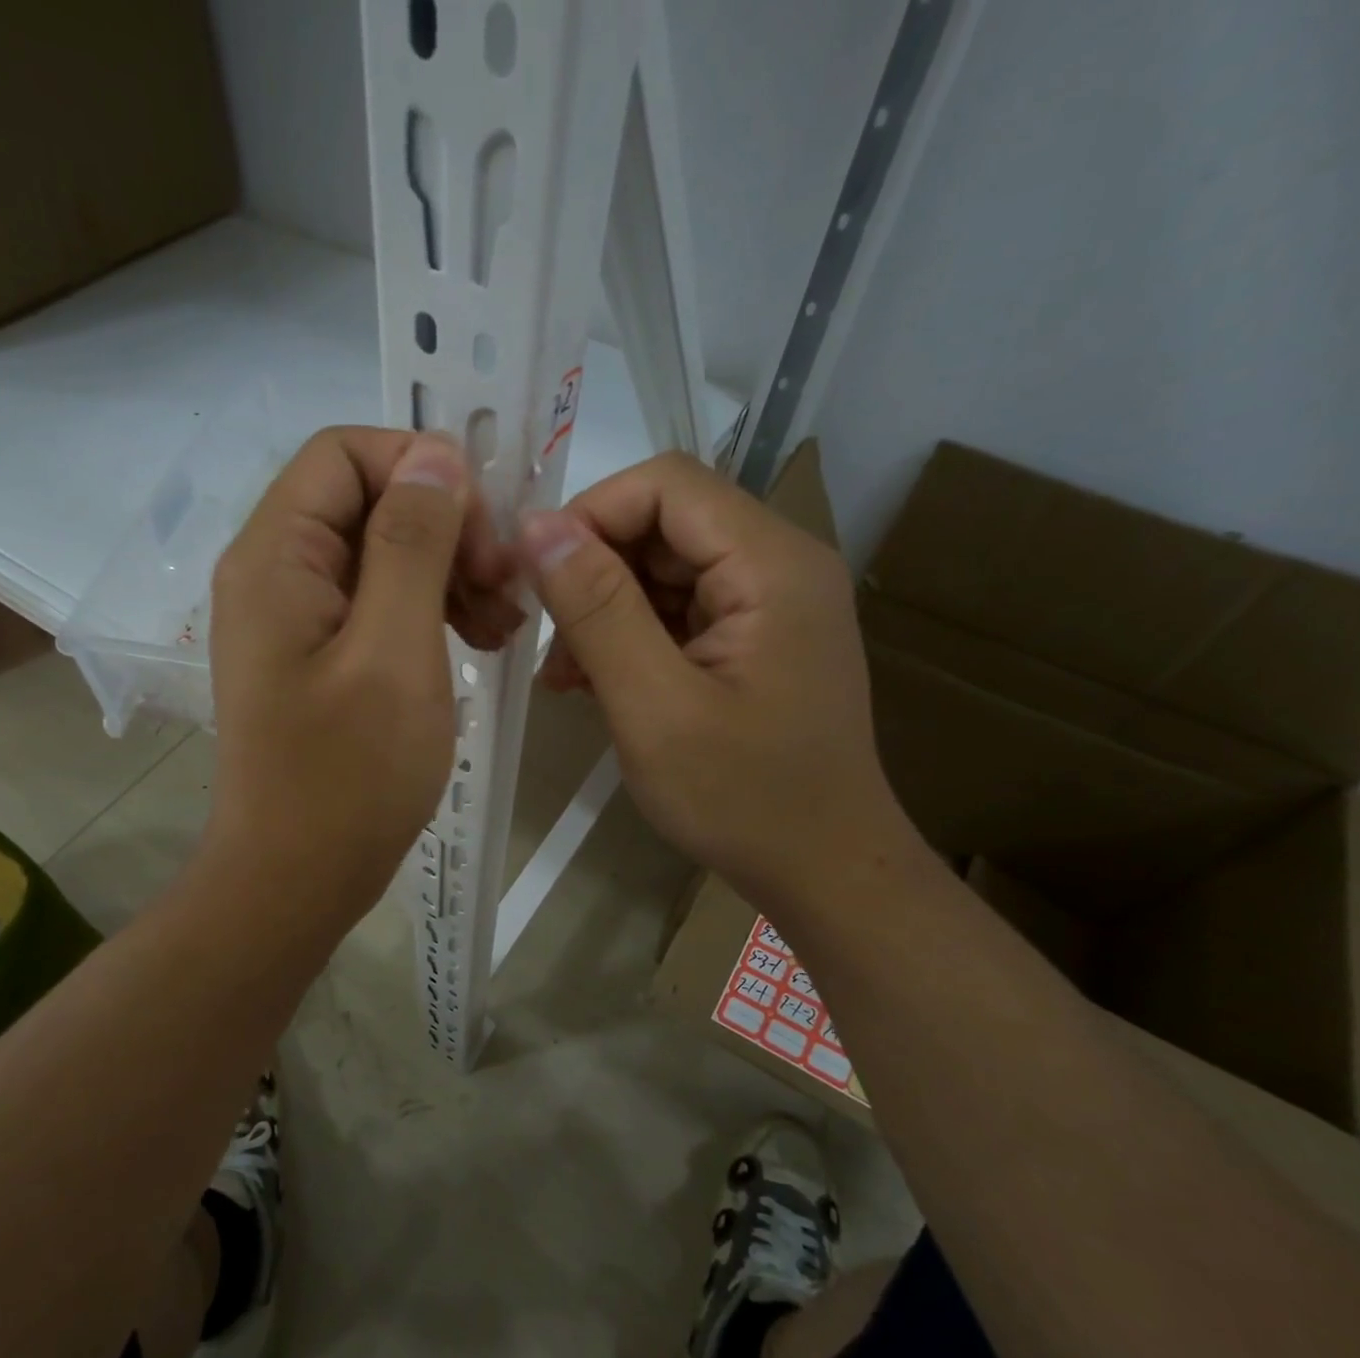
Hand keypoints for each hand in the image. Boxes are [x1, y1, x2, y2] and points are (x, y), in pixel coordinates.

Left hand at [205, 428, 519, 928]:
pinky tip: (478, 642)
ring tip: (503, 623)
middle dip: (446, 528)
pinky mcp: (319, 655)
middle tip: (505, 585)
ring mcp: (296, 617)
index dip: (422, 470)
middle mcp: (275, 572)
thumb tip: (435, 455)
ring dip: (448, 572)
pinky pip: (380, 604)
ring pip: (382, 553)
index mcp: (277, 556)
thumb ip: (413, 543)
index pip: (346, 454)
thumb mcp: (395, 651)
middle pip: (367, 500)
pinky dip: (432, 611)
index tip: (484, 534)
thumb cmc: (348, 774)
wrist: (297, 878)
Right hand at [521, 451, 905, 904]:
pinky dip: (631, 638)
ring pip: (664, 569)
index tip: (535, 577)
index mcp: (771, 564)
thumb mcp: (654, 706)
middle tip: (545, 641)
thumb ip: (596, 610)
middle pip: (665, 524)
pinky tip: (598, 685)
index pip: (666, 484)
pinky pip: (679, 610)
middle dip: (593, 572)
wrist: (824, 871)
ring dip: (605, 611)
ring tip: (567, 677)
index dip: (590, 515)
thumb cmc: (743, 799)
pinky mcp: (755, 639)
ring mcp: (770, 604)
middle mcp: (780, 565)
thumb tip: (537, 527)